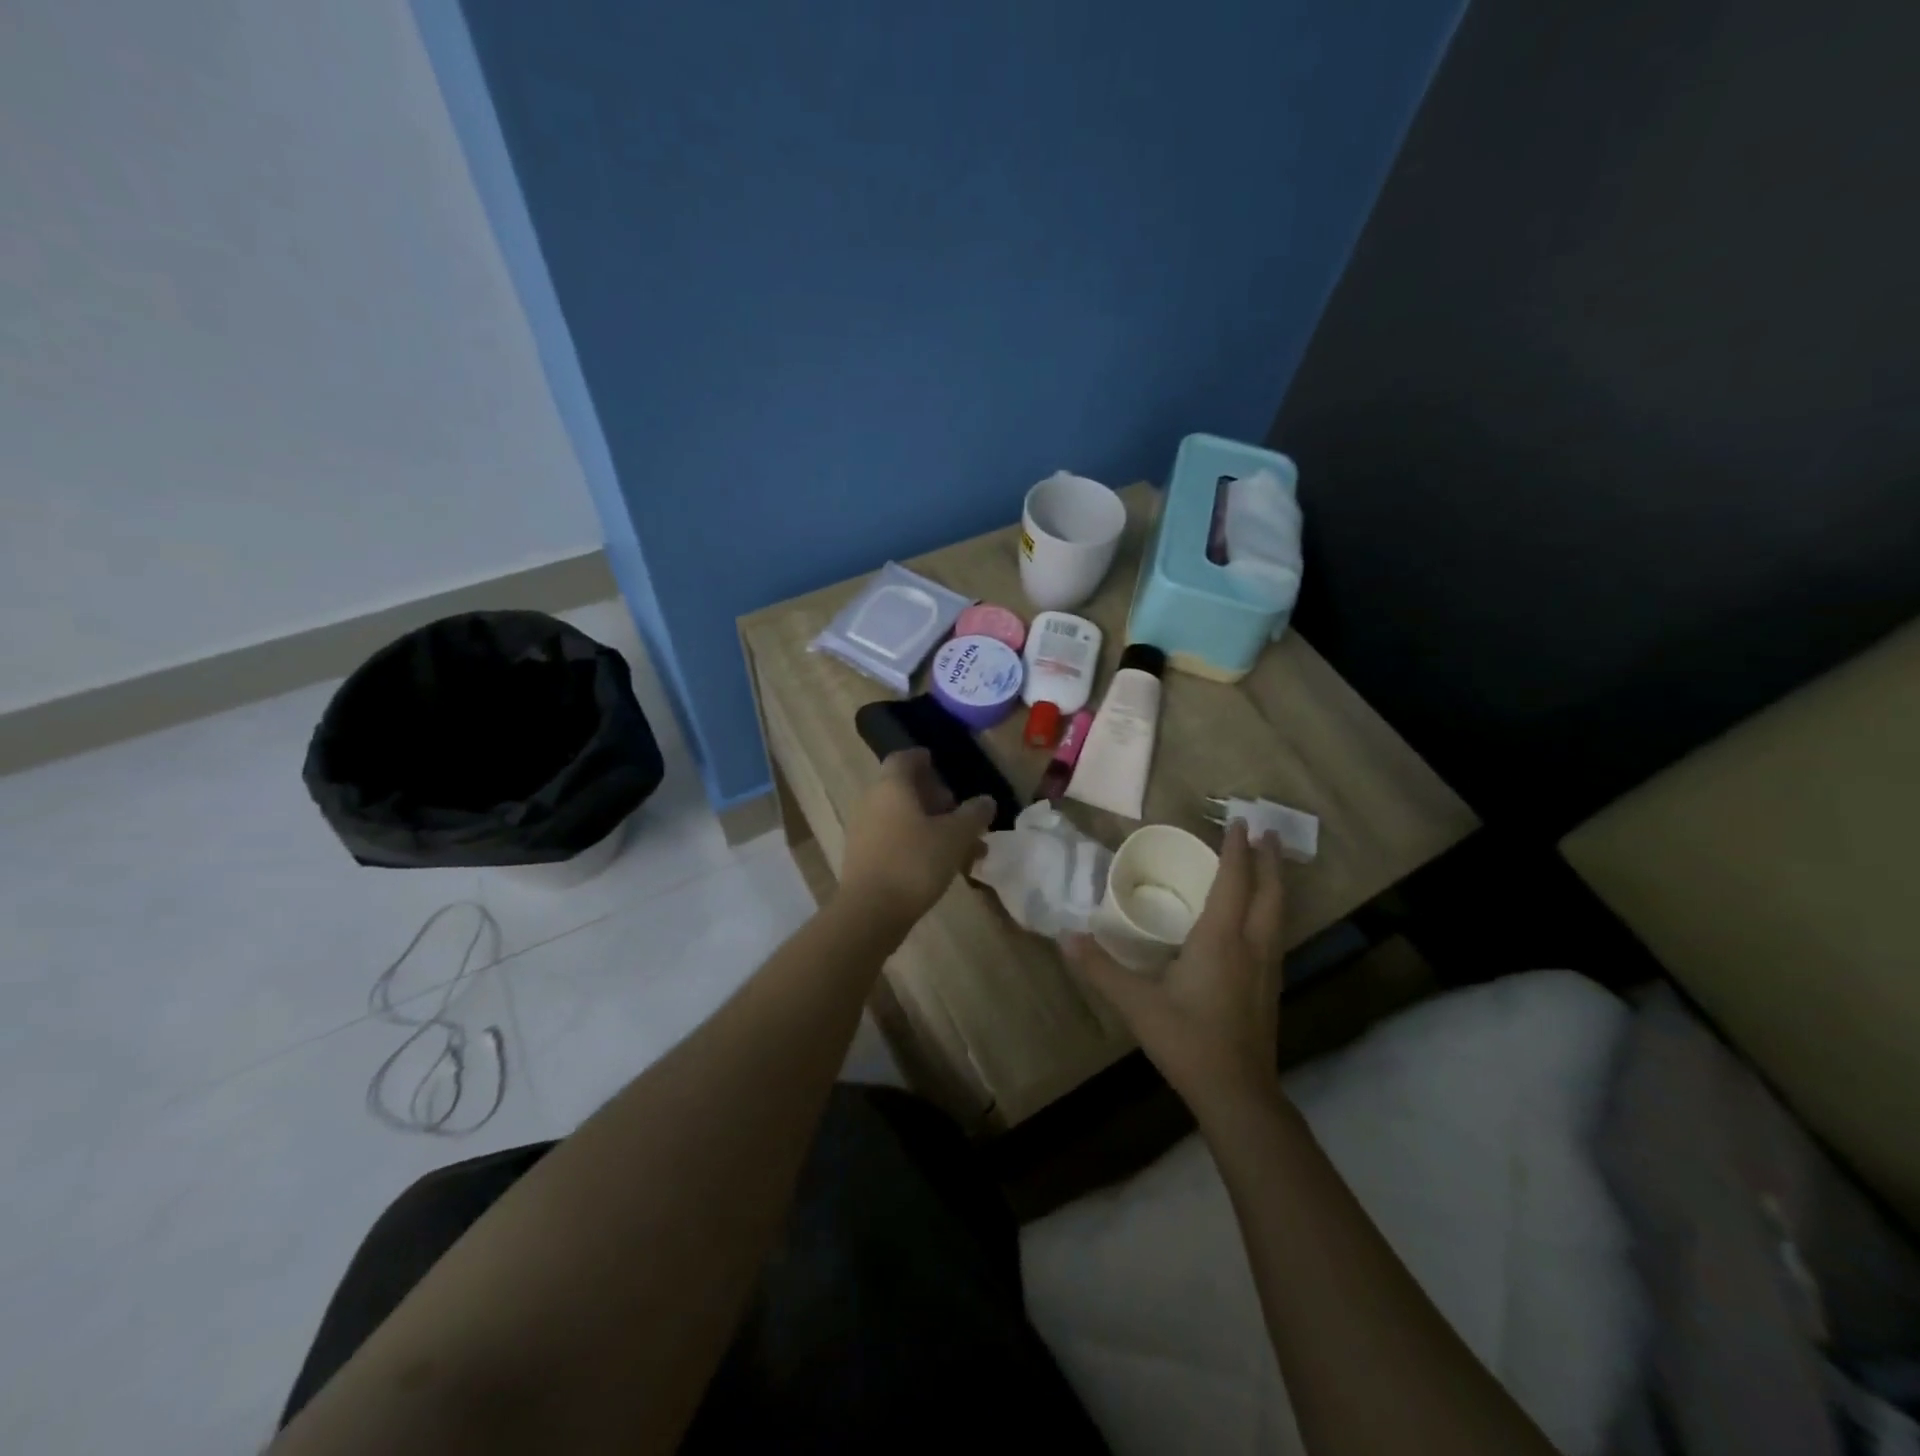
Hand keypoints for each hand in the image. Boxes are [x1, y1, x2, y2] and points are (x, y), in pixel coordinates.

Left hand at [836, 749, 995, 928]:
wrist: (870, 912)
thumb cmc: (915, 862)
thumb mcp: (955, 836)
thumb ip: (973, 814)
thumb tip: (986, 801)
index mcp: (891, 786)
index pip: (904, 758)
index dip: (923, 759)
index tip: (940, 765)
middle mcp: (872, 801)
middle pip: (903, 789)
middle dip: (934, 798)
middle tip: (959, 812)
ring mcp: (863, 831)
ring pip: (901, 817)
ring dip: (929, 824)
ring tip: (960, 846)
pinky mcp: (862, 858)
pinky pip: (893, 839)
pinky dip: (916, 843)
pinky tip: (939, 865)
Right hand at [1067, 821, 1285, 1113]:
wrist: (1237, 1094)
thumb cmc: (1187, 1041)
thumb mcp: (1136, 1004)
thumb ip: (1100, 968)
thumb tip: (1065, 936)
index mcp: (1221, 939)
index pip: (1233, 881)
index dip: (1236, 850)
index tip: (1239, 821)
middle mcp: (1251, 945)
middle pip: (1269, 892)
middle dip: (1268, 859)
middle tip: (1267, 832)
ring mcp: (1266, 968)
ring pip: (1278, 913)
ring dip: (1274, 883)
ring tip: (1268, 864)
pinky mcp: (1269, 987)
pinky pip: (1274, 932)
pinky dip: (1270, 909)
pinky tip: (1260, 918)